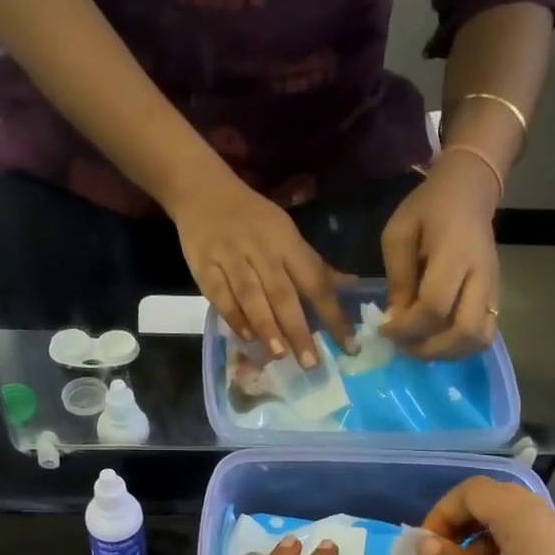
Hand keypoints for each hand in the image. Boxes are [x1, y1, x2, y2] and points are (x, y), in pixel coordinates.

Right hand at [171, 174, 353, 366]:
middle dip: (298, 329)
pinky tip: (246, 337)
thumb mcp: (288, 235)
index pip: (315, 281)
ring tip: (280, 354)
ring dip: (266, 326)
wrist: (203, 192)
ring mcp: (231, 258)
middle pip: (283, 293)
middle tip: (311, 362)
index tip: (348, 343)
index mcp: (287, 243)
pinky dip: (233, 317)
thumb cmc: (254, 219)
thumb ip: (314, 266)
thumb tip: (351, 286)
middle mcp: (261, 251)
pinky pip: (219, 295)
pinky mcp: (204, 266)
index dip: (333, 313)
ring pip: (251, 296)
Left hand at [381, 154, 500, 358]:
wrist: (470, 191)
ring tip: (419, 345)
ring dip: (447, 353)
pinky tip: (436, 339)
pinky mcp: (496, 296)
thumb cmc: (429, 208)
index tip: (384, 329)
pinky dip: (459, 347)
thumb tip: (396, 319)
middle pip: (465, 332)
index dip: (406, 327)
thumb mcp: (399, 233)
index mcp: (455, 254)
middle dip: (429, 348)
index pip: (434, 307)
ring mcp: (493, 288)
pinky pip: (483, 334)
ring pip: (479, 339)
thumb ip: (398, 277)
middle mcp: (481, 276)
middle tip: (404, 345)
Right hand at [415, 478, 554, 554]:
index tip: (425, 548)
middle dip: (461, 523)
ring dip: (482, 541)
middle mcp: (554, 523)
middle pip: (498, 501)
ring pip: (518, 524)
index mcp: (527, 519)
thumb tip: (429, 543)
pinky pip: (536, 547)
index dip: (442, 512)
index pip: (474, 490)